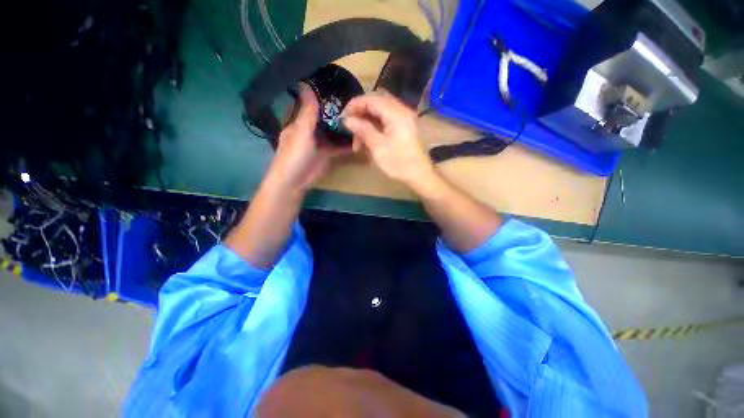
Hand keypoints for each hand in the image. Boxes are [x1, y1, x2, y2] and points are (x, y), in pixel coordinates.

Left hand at [266, 83, 350, 192]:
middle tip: (354, 101)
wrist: (296, 181)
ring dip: (343, 127)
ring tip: (359, 117)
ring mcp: (319, 142)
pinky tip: (358, 138)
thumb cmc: (294, 154)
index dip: (319, 94)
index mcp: (299, 121)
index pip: (309, 103)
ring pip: (332, 131)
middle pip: (324, 117)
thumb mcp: (301, 131)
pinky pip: (338, 146)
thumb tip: (306, 84)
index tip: (334, 84)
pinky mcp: (326, 153)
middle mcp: (309, 129)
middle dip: (336, 111)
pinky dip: (346, 143)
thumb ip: (307, 111)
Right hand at [343, 93, 435, 191]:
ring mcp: (403, 120)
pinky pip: (386, 123)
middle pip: (375, 106)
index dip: (354, 106)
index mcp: (396, 113)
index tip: (342, 117)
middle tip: (350, 131)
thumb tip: (347, 119)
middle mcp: (401, 111)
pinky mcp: (404, 128)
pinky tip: (368, 144)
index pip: (371, 100)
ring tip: (358, 145)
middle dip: (360, 117)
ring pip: (379, 116)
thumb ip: (362, 130)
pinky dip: (375, 131)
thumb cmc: (399, 163)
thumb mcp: (378, 147)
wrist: (420, 175)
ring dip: (367, 127)